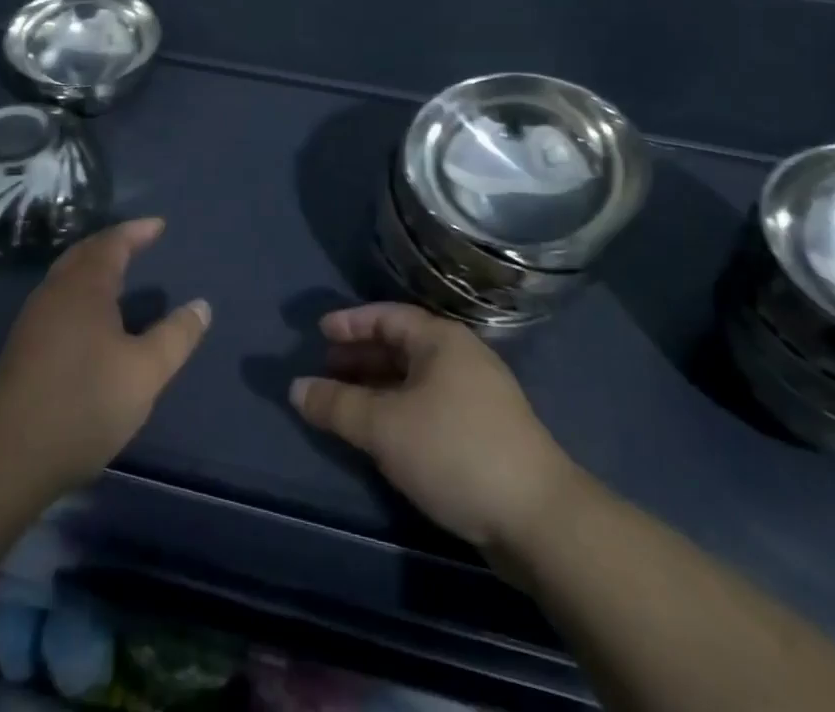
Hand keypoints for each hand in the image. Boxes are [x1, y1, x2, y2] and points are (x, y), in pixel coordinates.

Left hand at [0, 218, 210, 494]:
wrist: (8, 457)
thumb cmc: (84, 403)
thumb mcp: (146, 372)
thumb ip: (176, 336)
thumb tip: (202, 305)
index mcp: (84, 287)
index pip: (112, 243)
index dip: (137, 231)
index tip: (159, 225)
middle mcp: (55, 292)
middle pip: (84, 252)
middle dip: (113, 242)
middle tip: (139, 241)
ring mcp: (34, 319)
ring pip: (67, 275)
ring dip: (94, 265)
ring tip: (120, 272)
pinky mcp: (24, 346)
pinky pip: (59, 297)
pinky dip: (82, 289)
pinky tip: (93, 316)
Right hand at [290, 303, 573, 552]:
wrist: (538, 519)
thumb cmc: (454, 451)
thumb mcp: (385, 426)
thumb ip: (337, 405)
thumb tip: (296, 388)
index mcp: (441, 340)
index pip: (387, 316)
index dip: (351, 323)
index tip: (319, 332)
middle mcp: (461, 358)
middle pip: (401, 346)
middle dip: (361, 356)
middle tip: (326, 369)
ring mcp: (478, 395)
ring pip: (415, 379)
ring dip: (378, 386)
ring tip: (346, 403)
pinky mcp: (485, 432)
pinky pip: (429, 405)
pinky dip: (399, 409)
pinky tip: (383, 433)